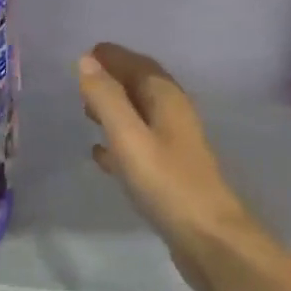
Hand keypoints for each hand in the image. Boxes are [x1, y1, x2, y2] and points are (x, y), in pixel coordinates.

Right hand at [77, 43, 261, 290]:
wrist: (208, 238)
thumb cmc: (166, 183)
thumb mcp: (129, 136)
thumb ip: (106, 98)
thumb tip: (86, 61)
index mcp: (167, 100)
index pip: (139, 65)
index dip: (114, 57)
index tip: (87, 52)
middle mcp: (173, 117)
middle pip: (141, 88)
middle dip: (113, 79)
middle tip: (82, 79)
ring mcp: (172, 147)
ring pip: (139, 116)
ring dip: (115, 109)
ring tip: (86, 109)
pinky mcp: (168, 174)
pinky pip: (137, 146)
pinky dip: (118, 142)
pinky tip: (99, 153)